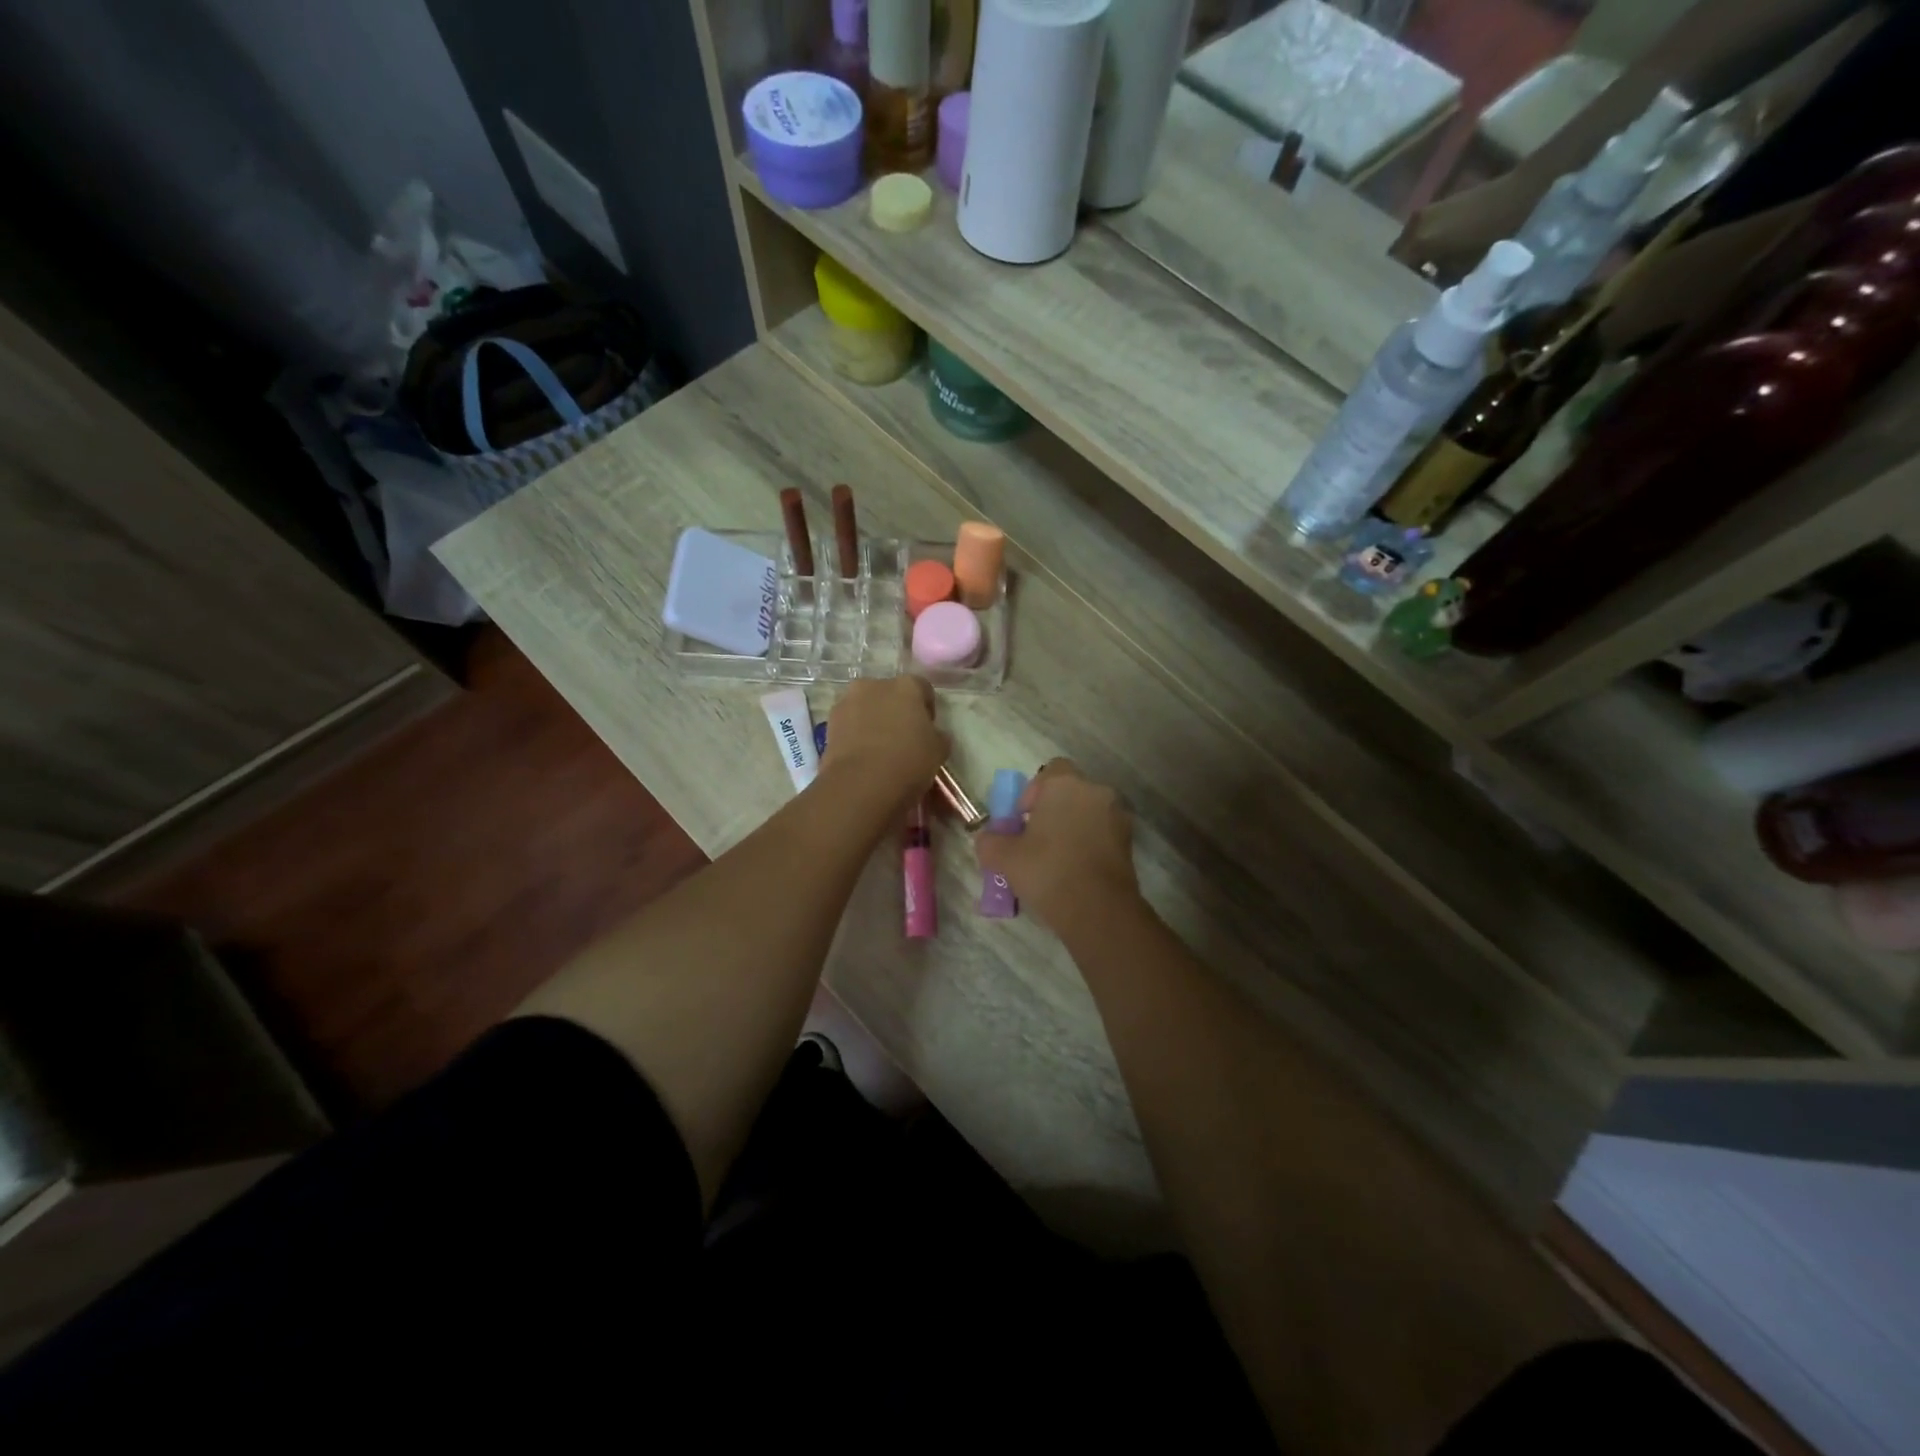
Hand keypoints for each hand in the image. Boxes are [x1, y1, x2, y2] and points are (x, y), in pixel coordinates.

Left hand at [818, 676, 949, 818]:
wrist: (861, 785)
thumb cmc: (908, 762)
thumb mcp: (939, 751)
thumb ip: (937, 736)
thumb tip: (933, 735)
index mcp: (906, 686)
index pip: (922, 689)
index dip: (926, 709)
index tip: (927, 730)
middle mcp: (874, 685)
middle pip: (890, 694)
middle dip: (896, 711)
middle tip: (902, 738)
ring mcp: (847, 702)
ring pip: (866, 707)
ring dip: (873, 720)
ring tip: (879, 749)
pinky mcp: (828, 723)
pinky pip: (849, 724)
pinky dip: (855, 734)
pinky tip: (862, 756)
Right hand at [975, 759, 1140, 934]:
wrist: (1098, 909)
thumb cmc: (1047, 870)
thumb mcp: (1004, 857)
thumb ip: (990, 842)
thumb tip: (987, 839)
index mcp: (1065, 785)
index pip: (1051, 770)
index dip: (1034, 791)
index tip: (1024, 818)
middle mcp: (1095, 792)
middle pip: (1071, 792)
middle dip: (1054, 810)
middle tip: (1036, 839)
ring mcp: (1117, 817)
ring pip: (1088, 814)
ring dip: (1073, 828)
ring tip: (1056, 859)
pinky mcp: (1129, 843)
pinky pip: (1102, 834)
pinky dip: (1089, 845)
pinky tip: (1075, 871)